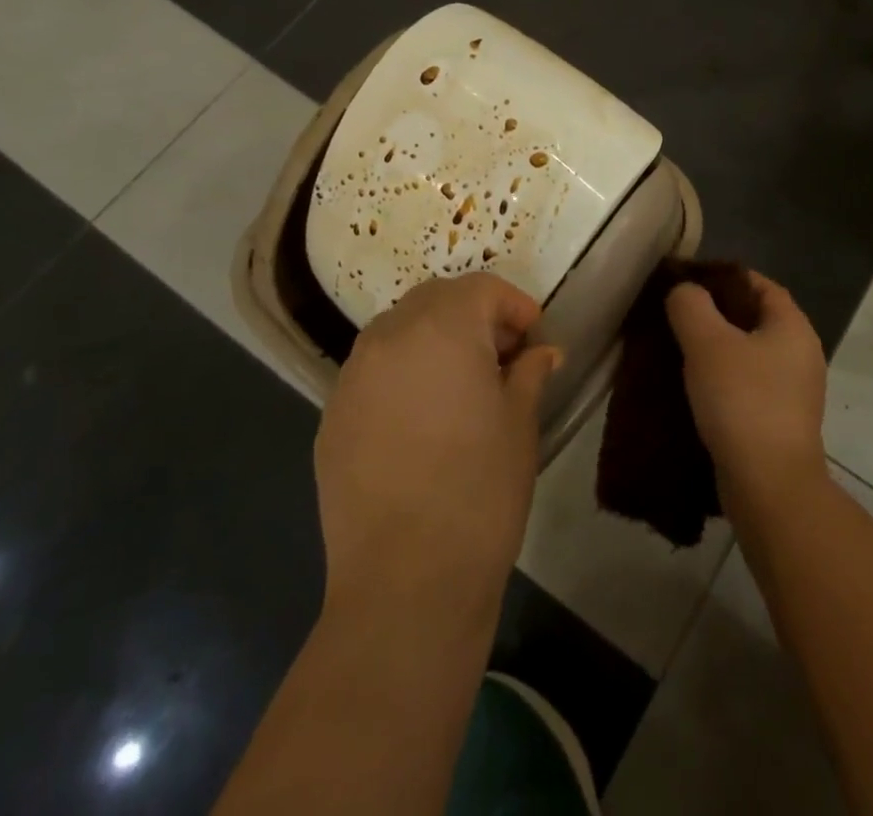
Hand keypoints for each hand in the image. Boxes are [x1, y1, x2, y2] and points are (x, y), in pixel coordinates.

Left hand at [314, 273, 559, 630]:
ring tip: (460, 385)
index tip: (534, 338)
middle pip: (435, 299)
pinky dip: (401, 373)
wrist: (405, 582)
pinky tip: (421, 419)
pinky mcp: (331, 417)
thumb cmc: (480, 491)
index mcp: (442, 329)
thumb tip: (541, 353)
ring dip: (433, 339)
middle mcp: (389, 337)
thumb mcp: (519, 423)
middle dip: (472, 315)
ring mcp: (352, 377)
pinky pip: (372, 372)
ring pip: (397, 331)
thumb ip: (530, 372)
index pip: (481, 289)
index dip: (514, 306)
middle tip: (501, 356)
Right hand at [666, 271, 827, 508]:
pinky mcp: (780, 422)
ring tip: (677, 349)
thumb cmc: (742, 402)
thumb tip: (684, 291)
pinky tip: (693, 388)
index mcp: (793, 326)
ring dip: (717, 350)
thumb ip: (691, 305)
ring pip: (749, 355)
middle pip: (754, 318)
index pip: (759, 284)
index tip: (688, 281)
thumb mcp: (707, 343)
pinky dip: (723, 380)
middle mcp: (801, 354)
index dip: (723, 277)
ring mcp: (794, 391)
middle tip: (676, 314)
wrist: (769, 486)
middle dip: (716, 313)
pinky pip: (748, 386)